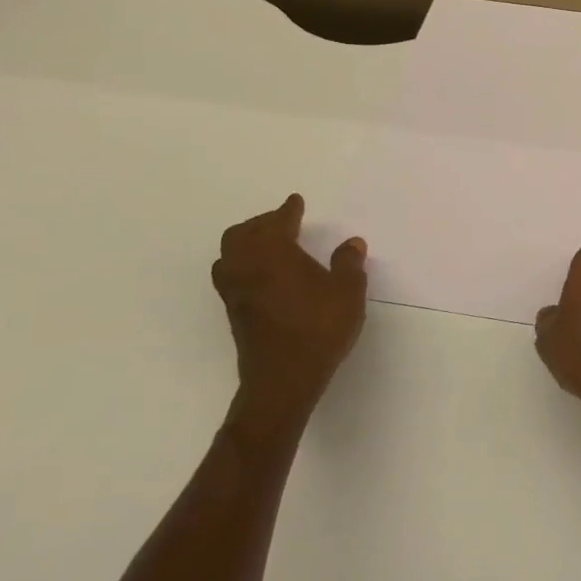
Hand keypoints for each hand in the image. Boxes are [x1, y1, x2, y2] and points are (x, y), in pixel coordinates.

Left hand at [211, 194, 367, 444]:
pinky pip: (231, 276)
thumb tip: (351, 243)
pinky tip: (264, 275)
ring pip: (229, 255)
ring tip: (268, 246)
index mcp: (273, 253)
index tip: (295, 202)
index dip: (288, 210)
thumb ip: (348, 264)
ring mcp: (235, 291)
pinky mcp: (234, 313)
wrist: (284, 378)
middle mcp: (247, 266)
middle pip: (241, 234)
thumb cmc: (319, 328)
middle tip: (281, 222)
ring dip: (245, 244)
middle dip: (260, 224)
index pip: (277, 222)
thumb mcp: (348, 291)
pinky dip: (243, 265)